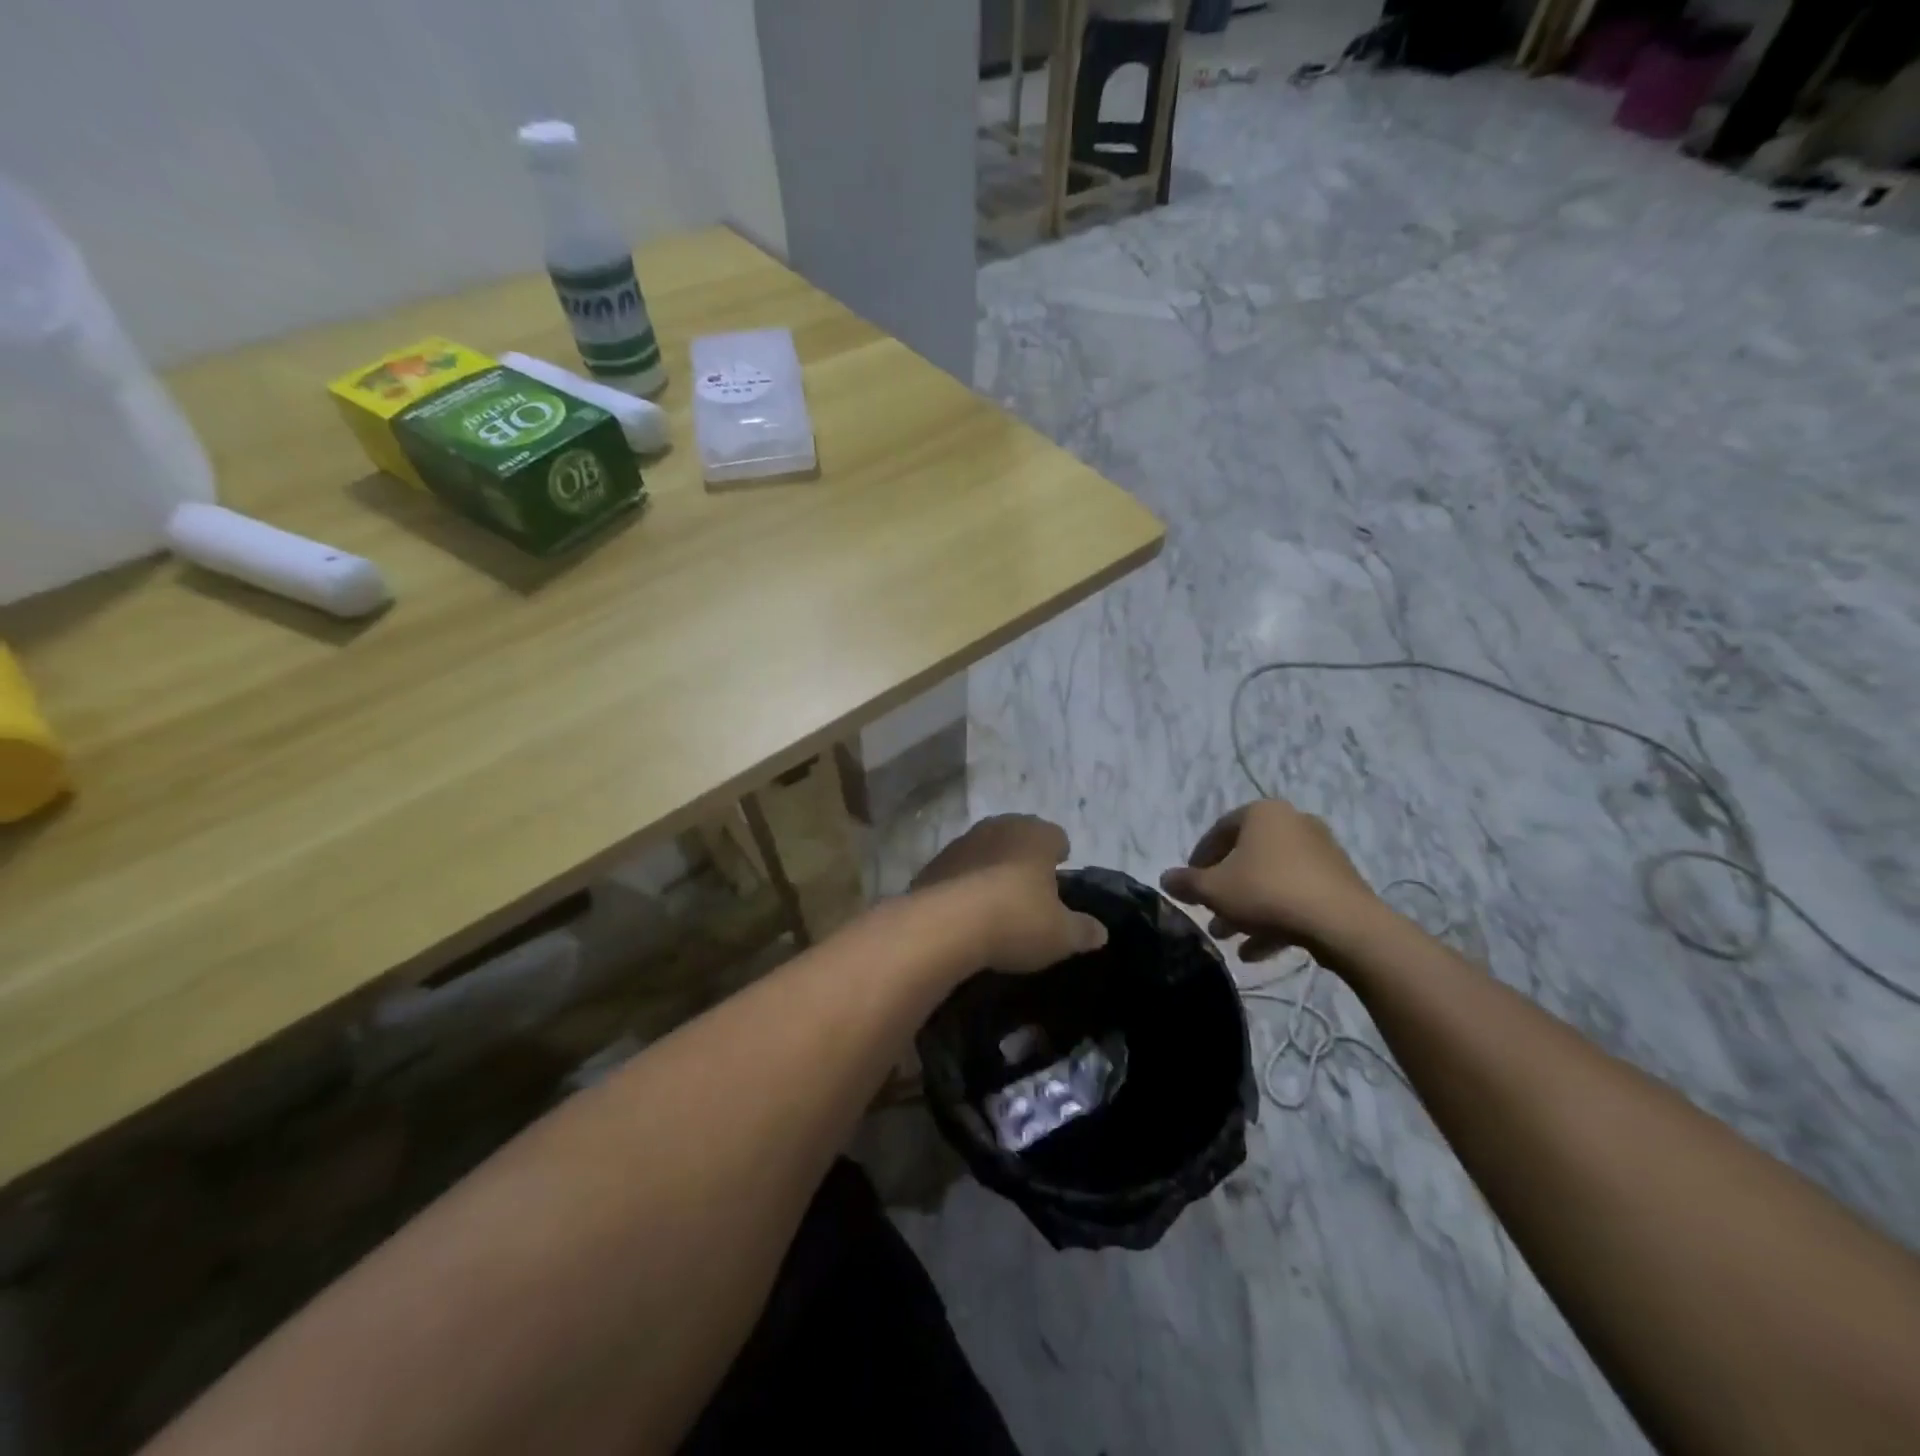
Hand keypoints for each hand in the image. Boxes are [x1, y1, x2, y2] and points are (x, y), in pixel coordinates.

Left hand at [913, 815, 1107, 973]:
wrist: (944, 926)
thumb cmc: (1016, 920)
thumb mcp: (1061, 935)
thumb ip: (1083, 930)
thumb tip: (1100, 932)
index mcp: (1036, 835)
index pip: (1056, 835)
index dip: (1060, 854)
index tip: (1060, 873)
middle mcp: (999, 827)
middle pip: (1019, 836)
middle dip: (1025, 857)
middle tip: (1030, 887)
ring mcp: (962, 842)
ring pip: (986, 849)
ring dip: (992, 867)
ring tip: (997, 900)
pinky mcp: (933, 863)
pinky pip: (958, 870)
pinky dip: (964, 884)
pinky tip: (967, 911)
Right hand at [1160, 800, 1379, 961]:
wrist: (1342, 923)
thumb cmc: (1267, 892)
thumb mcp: (1214, 890)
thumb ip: (1186, 883)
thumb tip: (1165, 878)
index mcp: (1263, 814)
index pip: (1220, 830)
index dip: (1199, 859)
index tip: (1189, 883)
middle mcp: (1294, 824)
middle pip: (1247, 857)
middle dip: (1224, 889)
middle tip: (1207, 913)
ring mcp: (1321, 853)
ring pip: (1271, 880)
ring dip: (1246, 908)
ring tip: (1226, 937)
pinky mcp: (1339, 883)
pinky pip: (1296, 896)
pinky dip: (1275, 918)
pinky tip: (1255, 951)